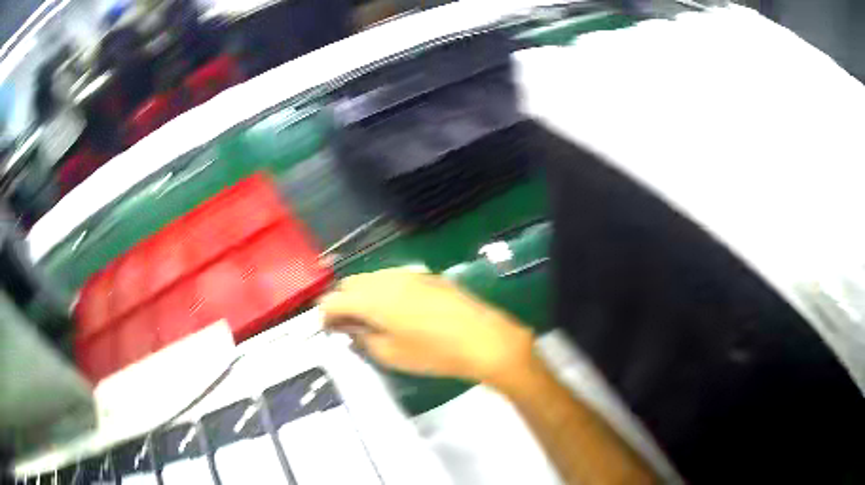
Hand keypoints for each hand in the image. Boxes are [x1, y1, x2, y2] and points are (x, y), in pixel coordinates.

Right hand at [320, 268, 534, 386]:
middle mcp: (385, 279)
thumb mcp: (391, 355)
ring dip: (363, 295)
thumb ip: (363, 339)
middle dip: (343, 303)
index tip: (329, 331)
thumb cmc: (434, 352)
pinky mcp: (425, 275)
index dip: (325, 316)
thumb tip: (351, 329)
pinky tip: (397, 311)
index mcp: (371, 299)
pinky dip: (383, 291)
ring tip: (373, 320)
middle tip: (349, 326)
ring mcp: (407, 273)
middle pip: (349, 284)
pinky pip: (392, 279)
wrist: (482, 338)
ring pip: (371, 278)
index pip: (332, 300)